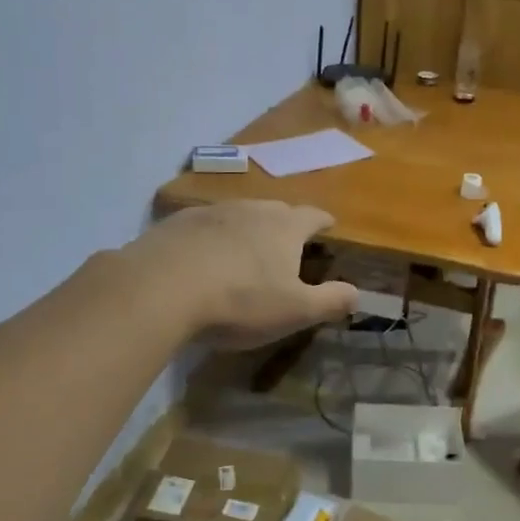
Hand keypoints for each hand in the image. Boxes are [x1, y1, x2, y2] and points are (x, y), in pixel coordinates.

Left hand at [124, 202, 357, 347]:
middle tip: (288, 243)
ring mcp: (211, 212)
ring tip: (246, 250)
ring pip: (239, 215)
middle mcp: (251, 209)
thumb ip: (331, 301)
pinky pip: (205, 226)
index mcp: (284, 227)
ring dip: (247, 229)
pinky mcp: (176, 223)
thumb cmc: (239, 300)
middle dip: (285, 224)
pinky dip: (212, 237)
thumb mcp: (295, 311)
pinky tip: (204, 257)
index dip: (323, 222)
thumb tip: (358, 293)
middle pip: (276, 210)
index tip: (329, 226)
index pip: (313, 216)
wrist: (161, 288)